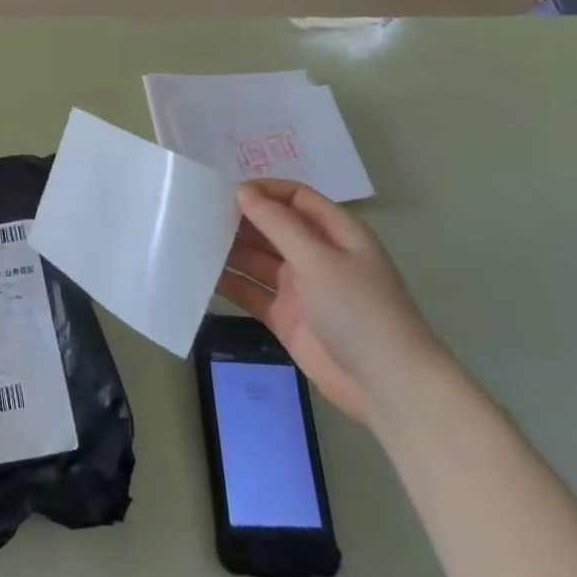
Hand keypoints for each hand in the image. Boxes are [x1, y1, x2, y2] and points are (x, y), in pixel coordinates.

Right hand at [218, 179, 445, 425]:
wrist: (387, 386)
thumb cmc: (359, 310)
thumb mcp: (318, 259)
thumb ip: (277, 224)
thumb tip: (242, 191)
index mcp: (335, 233)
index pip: (295, 198)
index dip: (263, 191)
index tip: (224, 192)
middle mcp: (316, 255)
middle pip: (272, 227)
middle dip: (239, 219)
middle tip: (196, 214)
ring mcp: (300, 288)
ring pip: (257, 259)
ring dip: (229, 250)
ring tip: (189, 241)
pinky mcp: (285, 317)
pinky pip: (251, 292)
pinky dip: (228, 283)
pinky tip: (198, 275)